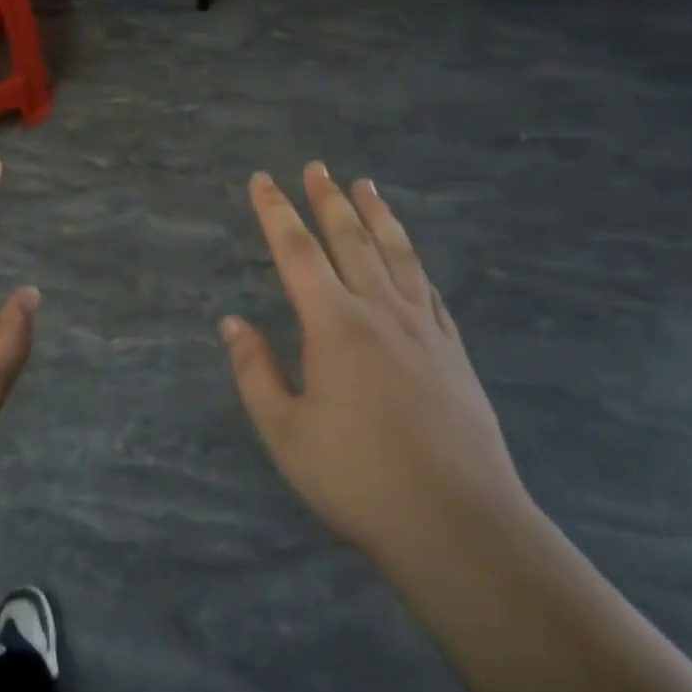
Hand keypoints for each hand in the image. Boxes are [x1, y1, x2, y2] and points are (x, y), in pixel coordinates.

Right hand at [222, 164, 529, 565]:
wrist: (458, 524)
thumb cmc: (359, 479)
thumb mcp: (286, 433)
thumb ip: (255, 372)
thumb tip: (233, 323)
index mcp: (333, 324)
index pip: (296, 251)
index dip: (276, 211)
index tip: (263, 180)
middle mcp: (379, 310)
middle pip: (349, 239)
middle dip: (328, 199)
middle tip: (317, 167)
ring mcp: (422, 327)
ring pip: (395, 253)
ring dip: (376, 215)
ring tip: (365, 185)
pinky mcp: (452, 350)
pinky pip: (427, 287)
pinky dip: (412, 259)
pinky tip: (408, 254)